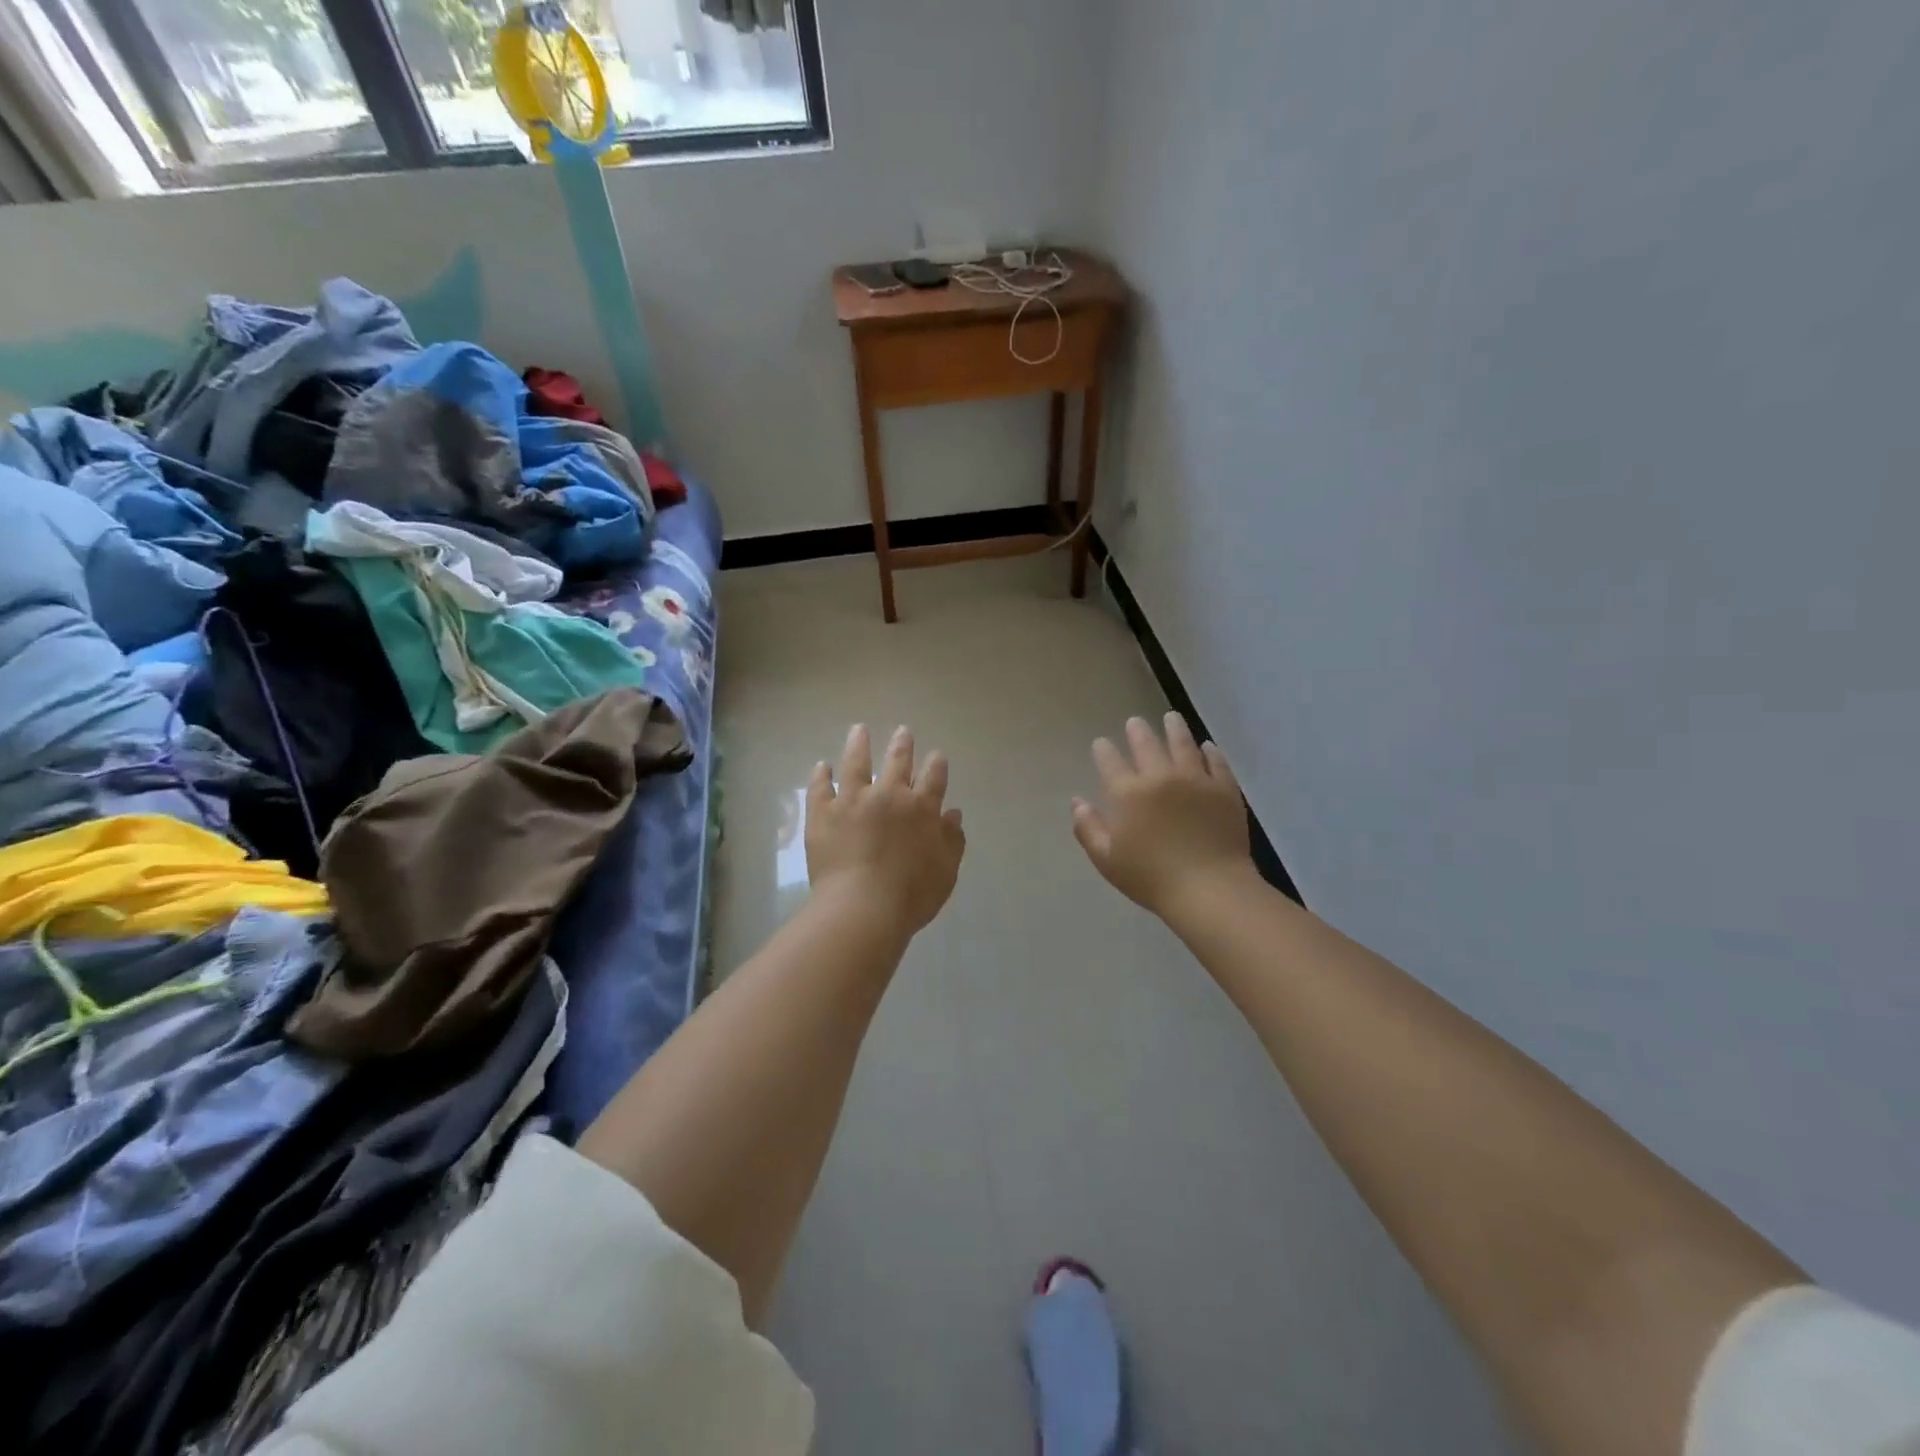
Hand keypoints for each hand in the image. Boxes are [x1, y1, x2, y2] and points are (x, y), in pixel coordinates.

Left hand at [807, 724, 965, 937]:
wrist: (863, 907)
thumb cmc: (911, 895)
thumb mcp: (946, 871)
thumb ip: (952, 840)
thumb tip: (953, 813)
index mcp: (922, 809)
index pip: (934, 778)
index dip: (936, 764)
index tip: (936, 754)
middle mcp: (889, 795)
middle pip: (897, 761)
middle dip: (902, 744)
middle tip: (902, 730)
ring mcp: (853, 800)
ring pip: (856, 763)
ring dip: (859, 744)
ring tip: (859, 730)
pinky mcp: (823, 813)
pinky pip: (820, 787)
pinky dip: (821, 775)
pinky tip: (821, 766)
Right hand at [1072, 713, 1254, 917]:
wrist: (1210, 888)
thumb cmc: (1151, 878)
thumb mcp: (1107, 859)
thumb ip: (1088, 828)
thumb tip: (1077, 802)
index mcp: (1128, 793)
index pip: (1110, 761)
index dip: (1103, 750)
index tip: (1101, 743)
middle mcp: (1160, 776)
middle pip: (1146, 744)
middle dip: (1137, 730)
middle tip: (1135, 722)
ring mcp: (1196, 779)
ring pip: (1183, 744)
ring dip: (1174, 728)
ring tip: (1171, 718)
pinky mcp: (1224, 789)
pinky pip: (1216, 762)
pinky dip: (1210, 751)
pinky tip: (1207, 747)